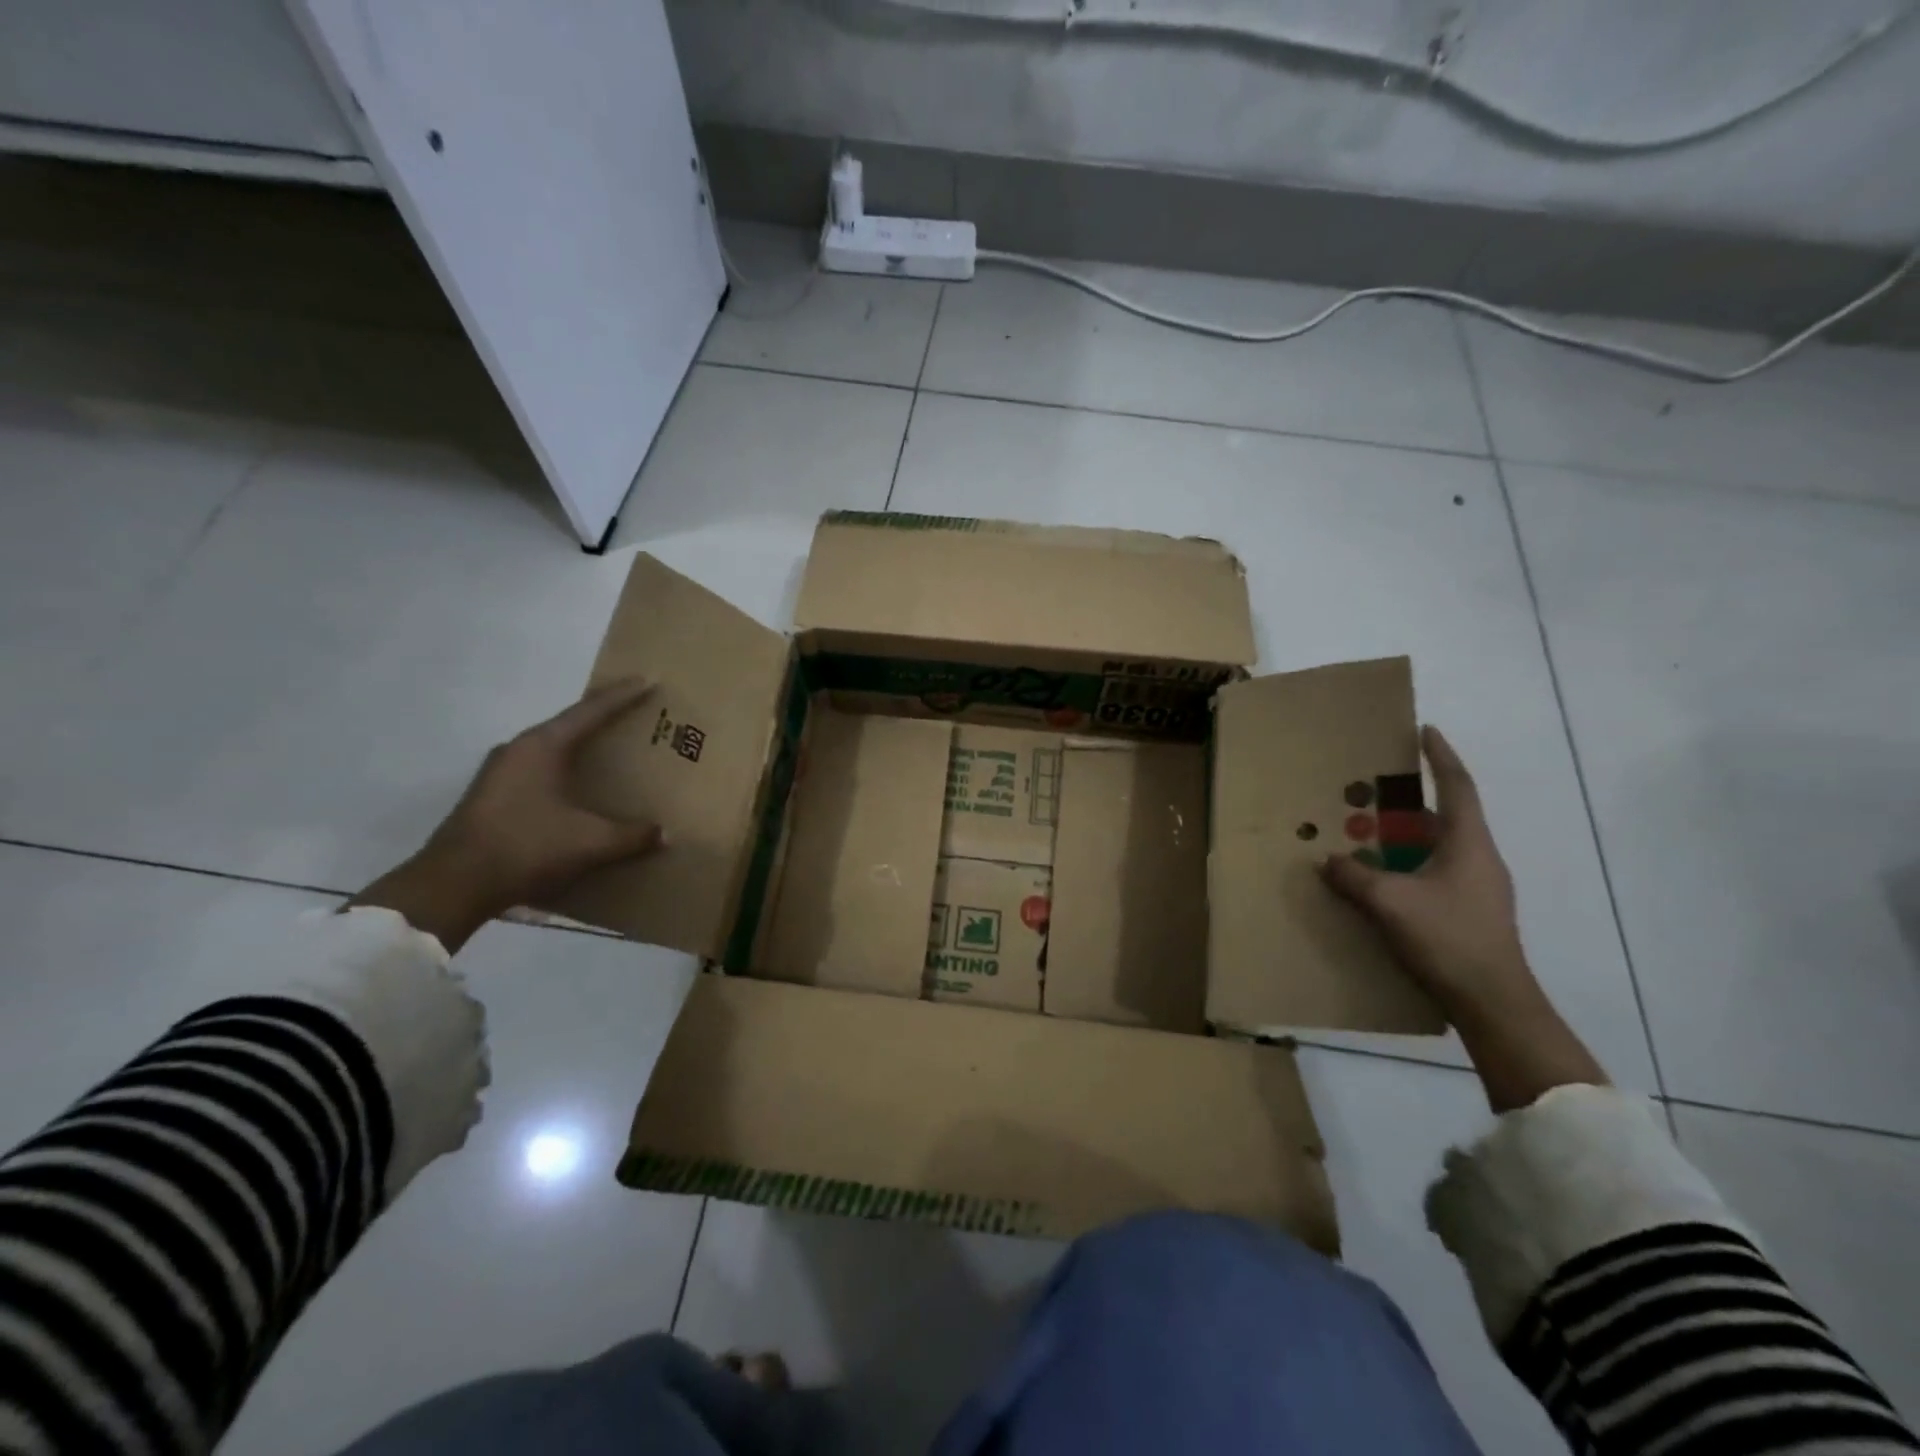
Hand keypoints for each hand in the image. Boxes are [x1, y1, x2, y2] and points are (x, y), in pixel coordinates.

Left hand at [352, 679, 663, 950]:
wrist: (453, 885)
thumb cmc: (526, 847)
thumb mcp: (590, 842)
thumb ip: (632, 835)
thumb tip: (664, 834)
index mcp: (542, 746)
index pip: (590, 711)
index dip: (622, 696)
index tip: (647, 680)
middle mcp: (517, 750)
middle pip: (568, 725)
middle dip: (601, 719)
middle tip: (633, 716)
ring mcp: (498, 773)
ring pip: (549, 749)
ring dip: (578, 748)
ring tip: (607, 752)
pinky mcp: (490, 796)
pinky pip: (537, 770)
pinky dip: (562, 771)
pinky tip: (575, 789)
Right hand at [1319, 725, 1529, 1020]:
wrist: (1493, 1003)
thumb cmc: (1448, 939)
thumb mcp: (1390, 903)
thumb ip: (1355, 876)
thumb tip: (1329, 859)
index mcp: (1469, 844)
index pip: (1458, 787)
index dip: (1441, 757)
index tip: (1426, 731)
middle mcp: (1479, 859)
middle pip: (1444, 816)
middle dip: (1409, 802)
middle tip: (1372, 792)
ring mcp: (1478, 889)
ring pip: (1437, 848)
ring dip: (1404, 838)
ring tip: (1367, 834)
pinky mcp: (1469, 914)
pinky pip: (1434, 874)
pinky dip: (1407, 866)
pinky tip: (1380, 881)